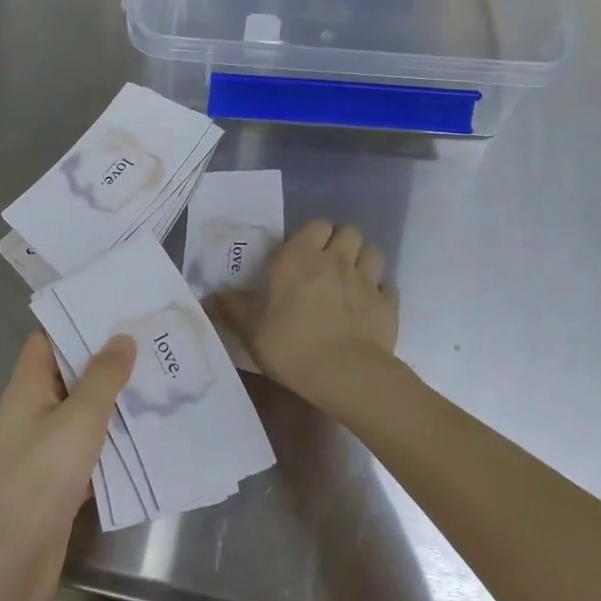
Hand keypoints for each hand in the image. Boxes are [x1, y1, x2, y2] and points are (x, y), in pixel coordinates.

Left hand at [0, 331, 133, 600]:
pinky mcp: (57, 478)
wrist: (10, 563)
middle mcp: (32, 410)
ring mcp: (43, 446)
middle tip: (151, 341)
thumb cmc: (40, 478)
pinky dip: (112, 436)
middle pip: (69, 372)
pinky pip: (88, 445)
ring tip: (159, 378)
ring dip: (114, 398)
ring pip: (82, 410)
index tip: (118, 310)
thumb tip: (122, 337)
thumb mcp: (79, 419)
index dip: (79, 321)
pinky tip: (147, 431)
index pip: (49, 338)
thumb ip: (103, 376)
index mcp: (27, 386)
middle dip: (107, 358)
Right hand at [210, 220, 401, 413]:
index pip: (316, 225)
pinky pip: (388, 287)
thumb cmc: (293, 348)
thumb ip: (233, 310)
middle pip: (349, 231)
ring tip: (353, 280)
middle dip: (342, 242)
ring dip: (364, 260)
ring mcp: (367, 280)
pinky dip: (381, 293)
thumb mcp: (252, 332)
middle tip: (329, 265)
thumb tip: (211, 295)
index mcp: (300, 258)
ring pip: (374, 251)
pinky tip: (371, 307)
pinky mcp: (388, 304)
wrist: (347, 375)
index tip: (303, 254)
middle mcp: (336, 260)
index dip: (313, 236)